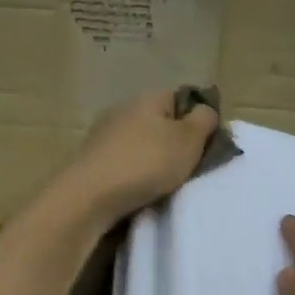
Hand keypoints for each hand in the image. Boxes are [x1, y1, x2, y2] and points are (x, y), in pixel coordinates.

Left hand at [58, 89, 219, 222]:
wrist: (89, 196)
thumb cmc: (146, 163)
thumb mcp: (188, 140)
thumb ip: (204, 121)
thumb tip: (205, 111)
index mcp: (148, 98)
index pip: (182, 98)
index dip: (197, 120)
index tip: (205, 146)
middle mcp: (123, 109)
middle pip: (160, 122)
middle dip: (175, 143)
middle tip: (188, 168)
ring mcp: (103, 134)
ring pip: (140, 143)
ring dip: (153, 160)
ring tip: (164, 184)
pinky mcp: (91, 159)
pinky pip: (123, 161)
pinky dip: (134, 174)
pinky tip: (139, 191)